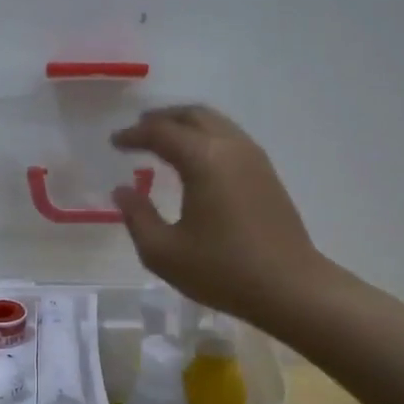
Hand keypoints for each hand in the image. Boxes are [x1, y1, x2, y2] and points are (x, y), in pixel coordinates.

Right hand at [112, 105, 336, 325]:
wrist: (289, 287)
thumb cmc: (221, 270)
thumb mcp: (164, 252)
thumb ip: (137, 217)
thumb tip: (122, 191)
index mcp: (204, 160)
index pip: (162, 132)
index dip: (134, 134)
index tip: (114, 142)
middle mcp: (231, 148)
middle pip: (193, 116)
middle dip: (162, 119)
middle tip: (138, 130)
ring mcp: (254, 159)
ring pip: (216, 124)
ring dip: (186, 126)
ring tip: (164, 141)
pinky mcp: (267, 174)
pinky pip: (230, 139)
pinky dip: (205, 139)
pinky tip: (195, 162)